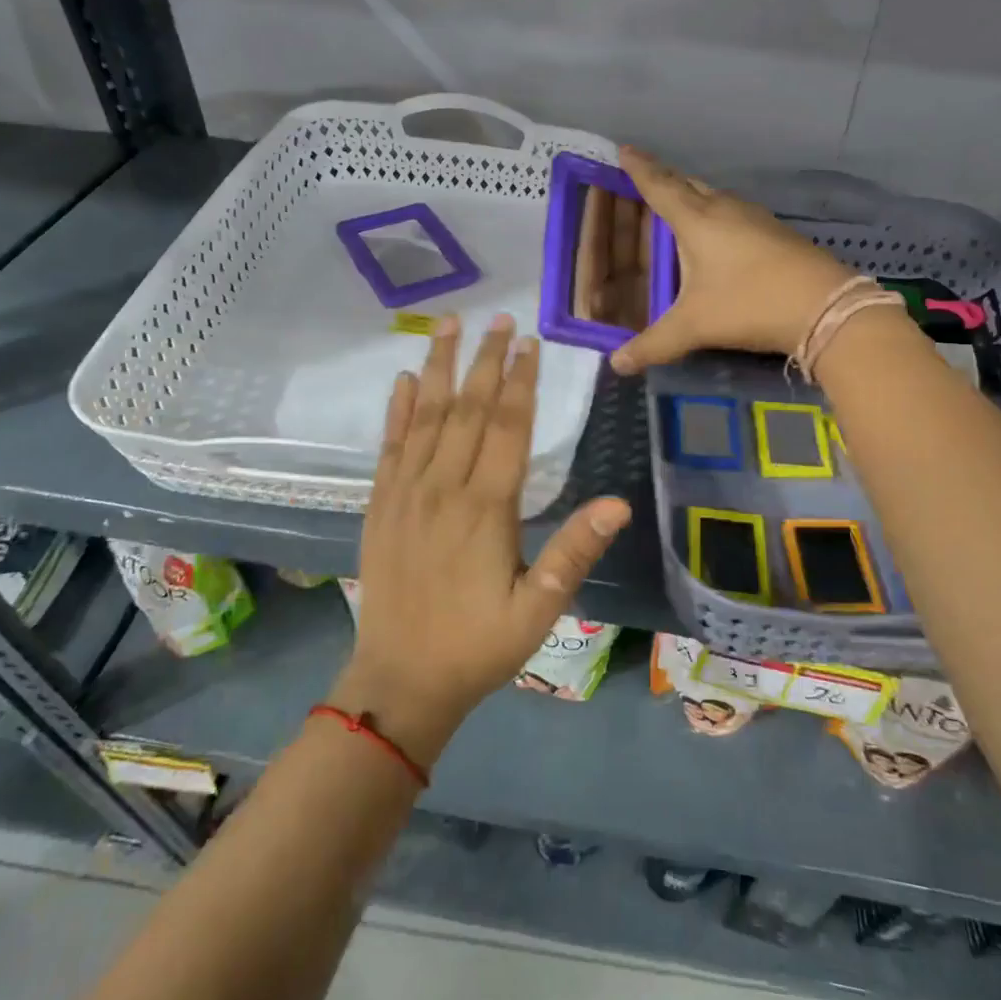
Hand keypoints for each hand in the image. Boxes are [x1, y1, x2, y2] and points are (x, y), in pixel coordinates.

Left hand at [332, 313, 631, 764]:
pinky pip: (390, 446)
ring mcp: (406, 494)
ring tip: (450, 324)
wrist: (400, 682)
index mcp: (485, 508)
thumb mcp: (539, 609)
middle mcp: (443, 488)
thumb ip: (575, 552)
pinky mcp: (381, 506)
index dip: (521, 381)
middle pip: (468, 409)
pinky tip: (404, 380)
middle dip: (487, 360)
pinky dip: (398, 410)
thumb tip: (619, 503)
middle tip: (500, 317)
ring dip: (440, 367)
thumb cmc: (479, 646)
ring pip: (426, 416)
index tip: (530, 341)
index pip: (508, 428)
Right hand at [611, 147, 853, 373]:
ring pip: (714, 198)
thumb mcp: (695, 326)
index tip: (625, 149)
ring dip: (693, 198)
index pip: (660, 185)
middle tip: (645, 178)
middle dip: (664, 180)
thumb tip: (617, 365)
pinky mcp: (775, 233)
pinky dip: (715, 217)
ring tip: (676, 207)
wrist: (825, 306)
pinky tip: (716, 236)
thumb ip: (653, 344)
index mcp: (697, 219)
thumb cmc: (750, 303)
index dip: (639, 168)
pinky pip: (733, 214)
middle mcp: (724, 208)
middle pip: (688, 185)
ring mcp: (754, 218)